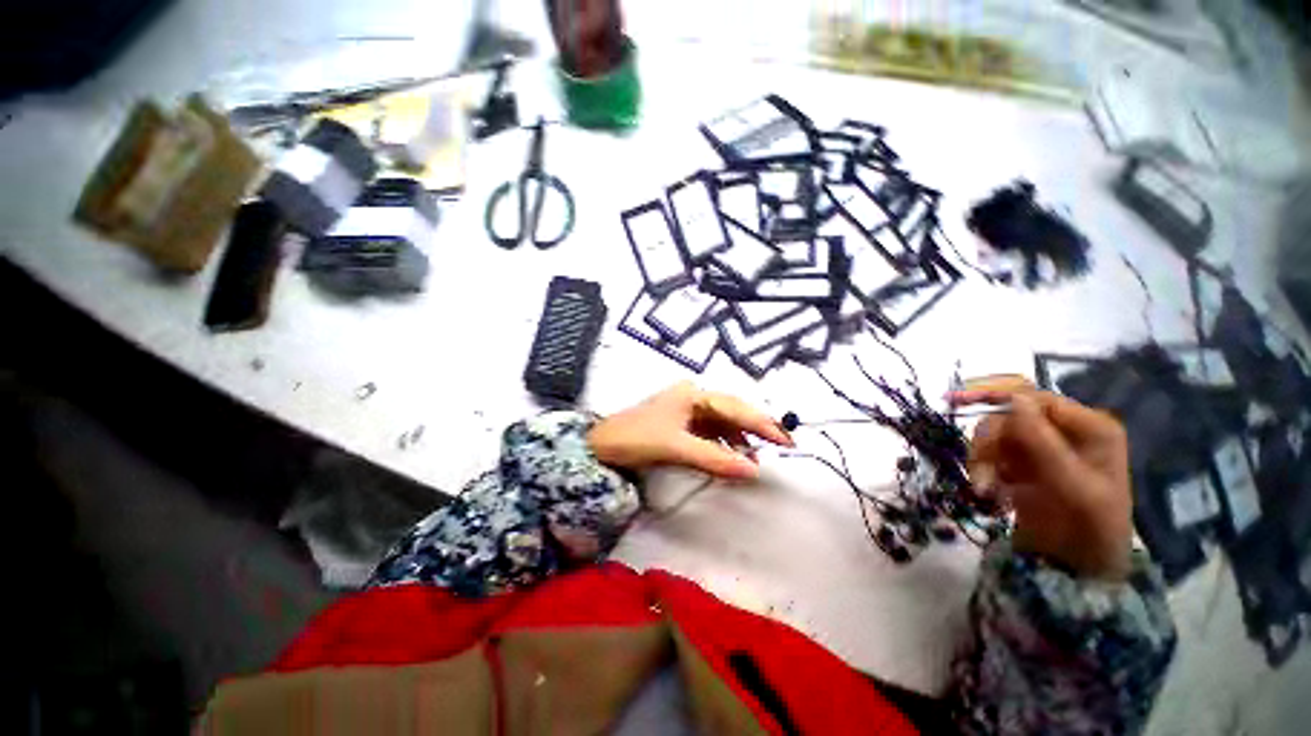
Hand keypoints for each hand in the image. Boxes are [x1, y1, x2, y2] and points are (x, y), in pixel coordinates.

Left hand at [588, 382, 793, 479]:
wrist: (601, 446)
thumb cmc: (637, 438)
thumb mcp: (677, 448)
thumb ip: (715, 458)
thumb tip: (754, 471)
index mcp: (693, 394)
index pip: (736, 408)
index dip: (762, 424)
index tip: (787, 440)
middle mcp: (693, 396)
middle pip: (732, 411)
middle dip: (755, 429)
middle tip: (782, 445)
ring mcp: (687, 409)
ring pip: (722, 422)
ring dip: (738, 439)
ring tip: (754, 458)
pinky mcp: (681, 423)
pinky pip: (709, 431)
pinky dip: (722, 444)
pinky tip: (731, 455)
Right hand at [950, 376, 1132, 580]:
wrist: (1079, 570)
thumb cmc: (1090, 528)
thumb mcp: (1072, 486)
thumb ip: (1043, 442)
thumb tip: (1014, 398)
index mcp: (1089, 429)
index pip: (1034, 400)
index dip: (995, 397)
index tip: (954, 401)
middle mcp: (1064, 433)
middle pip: (1008, 419)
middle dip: (987, 444)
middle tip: (979, 476)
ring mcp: (1041, 450)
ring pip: (994, 438)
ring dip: (981, 462)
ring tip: (983, 491)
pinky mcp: (1022, 467)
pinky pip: (991, 457)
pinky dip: (985, 473)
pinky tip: (993, 496)